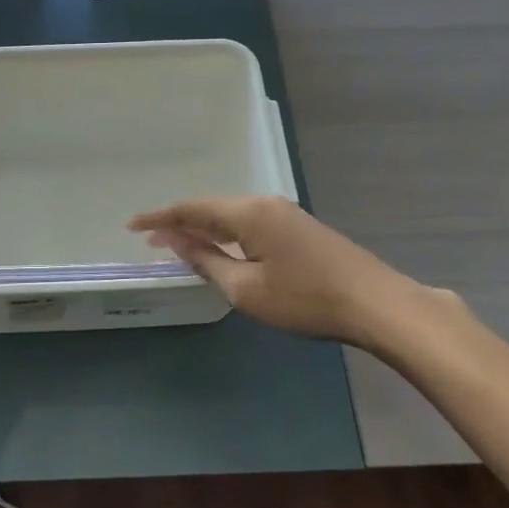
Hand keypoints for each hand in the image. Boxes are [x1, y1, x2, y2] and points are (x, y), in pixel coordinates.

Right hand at [128, 195, 452, 356]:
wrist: (376, 303)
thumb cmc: (305, 299)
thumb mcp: (246, 288)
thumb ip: (207, 260)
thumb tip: (177, 240)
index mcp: (248, 213)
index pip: (192, 208)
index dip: (160, 217)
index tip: (131, 225)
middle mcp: (264, 204)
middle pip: (211, 207)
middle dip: (179, 222)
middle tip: (151, 238)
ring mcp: (286, 214)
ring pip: (232, 216)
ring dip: (204, 228)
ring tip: (179, 244)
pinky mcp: (300, 229)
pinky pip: (250, 224)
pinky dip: (227, 234)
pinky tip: (222, 249)